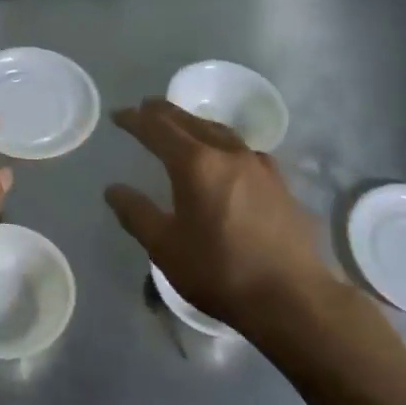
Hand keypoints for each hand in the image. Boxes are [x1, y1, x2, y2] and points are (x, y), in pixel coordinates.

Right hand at [105, 98, 344, 330]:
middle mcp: (229, 154)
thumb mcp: (164, 247)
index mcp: (196, 164)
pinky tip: (225, 158)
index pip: (158, 129)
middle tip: (147, 108)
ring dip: (196, 124)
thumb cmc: (219, 271)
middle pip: (192, 122)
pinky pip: (243, 151)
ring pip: (221, 132)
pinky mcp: (280, 184)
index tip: (118, 115)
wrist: (291, 296)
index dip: (135, 120)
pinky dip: (223, 144)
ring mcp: (260, 167)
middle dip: (165, 113)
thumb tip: (114, 190)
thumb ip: (136, 214)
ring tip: (183, 127)